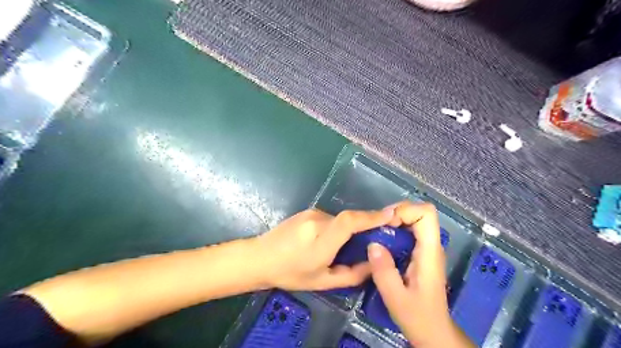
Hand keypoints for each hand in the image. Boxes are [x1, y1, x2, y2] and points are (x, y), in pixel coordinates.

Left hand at [255, 208, 392, 291]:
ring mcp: (311, 213)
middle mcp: (317, 220)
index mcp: (321, 240)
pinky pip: (330, 218)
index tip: (391, 214)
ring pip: (339, 219)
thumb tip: (373, 264)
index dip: (371, 216)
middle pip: (349, 218)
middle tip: (375, 238)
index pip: (350, 221)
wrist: (260, 257)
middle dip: (365, 225)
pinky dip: (337, 227)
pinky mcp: (307, 211)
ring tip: (346, 246)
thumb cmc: (291, 273)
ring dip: (348, 229)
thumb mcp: (323, 281)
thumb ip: (352, 274)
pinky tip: (329, 240)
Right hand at [365, 202, 472, 347]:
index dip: (405, 211)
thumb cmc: (418, 317)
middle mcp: (431, 245)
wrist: (434, 332)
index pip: (426, 213)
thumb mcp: (396, 298)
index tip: (386, 224)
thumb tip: (373, 244)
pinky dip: (394, 230)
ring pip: (414, 220)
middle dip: (396, 213)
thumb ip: (384, 271)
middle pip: (419, 213)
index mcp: (430, 252)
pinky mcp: (421, 253)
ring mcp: (427, 249)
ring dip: (394, 221)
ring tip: (376, 234)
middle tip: (377, 227)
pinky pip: (409, 231)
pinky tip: (382, 243)